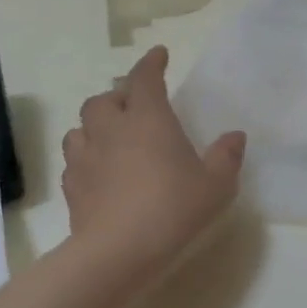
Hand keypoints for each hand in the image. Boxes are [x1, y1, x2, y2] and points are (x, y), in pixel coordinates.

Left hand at [61, 47, 246, 285]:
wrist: (119, 252)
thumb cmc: (173, 209)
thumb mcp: (216, 186)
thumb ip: (226, 157)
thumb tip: (235, 136)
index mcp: (148, 119)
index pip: (145, 79)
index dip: (152, 64)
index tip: (159, 55)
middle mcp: (111, 130)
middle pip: (104, 99)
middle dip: (119, 96)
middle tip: (134, 105)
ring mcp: (86, 158)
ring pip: (81, 127)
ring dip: (95, 125)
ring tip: (111, 136)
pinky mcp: (72, 187)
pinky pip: (75, 160)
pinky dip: (86, 157)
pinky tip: (98, 170)